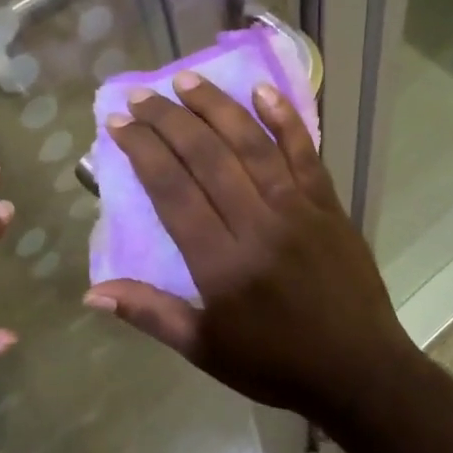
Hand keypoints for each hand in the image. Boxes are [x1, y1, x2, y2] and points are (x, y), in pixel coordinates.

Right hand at [84, 74, 419, 418]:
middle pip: (206, 158)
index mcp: (221, 263)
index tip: (119, 124)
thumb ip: (151, 314)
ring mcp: (298, 210)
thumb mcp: (205, 349)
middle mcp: (257, 224)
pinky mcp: (329, 206)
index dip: (143, 151)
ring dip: (217, 108)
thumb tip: (92, 292)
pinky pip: (305, 154)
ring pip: (252, 145)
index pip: (173, 191)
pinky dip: (285, 120)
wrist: (359, 371)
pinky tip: (264, 91)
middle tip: (141, 96)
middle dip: (169, 121)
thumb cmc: (276, 364)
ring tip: (187, 81)